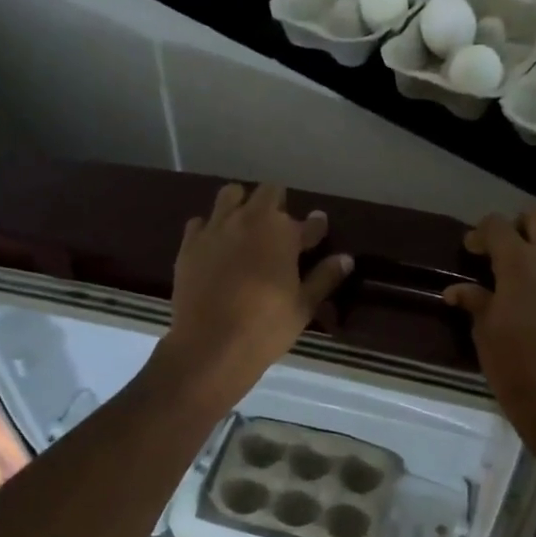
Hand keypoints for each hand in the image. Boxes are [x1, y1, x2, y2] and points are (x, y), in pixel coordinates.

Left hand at [156, 183, 352, 410]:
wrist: (211, 344)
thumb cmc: (266, 326)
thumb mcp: (304, 306)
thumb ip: (324, 278)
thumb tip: (346, 259)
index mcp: (283, 233)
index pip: (309, 223)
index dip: (316, 227)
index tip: (318, 231)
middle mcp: (249, 220)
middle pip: (269, 192)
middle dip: (278, 204)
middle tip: (281, 229)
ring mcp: (216, 229)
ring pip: (230, 195)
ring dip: (242, 205)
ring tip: (246, 228)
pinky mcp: (189, 244)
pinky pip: (201, 222)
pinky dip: (211, 228)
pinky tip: (216, 246)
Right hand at [444, 211, 535, 442]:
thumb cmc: (512, 363)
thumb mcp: (484, 330)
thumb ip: (474, 301)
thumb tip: (456, 291)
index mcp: (519, 263)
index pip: (497, 226)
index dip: (480, 234)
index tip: (471, 251)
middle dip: (517, 226)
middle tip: (502, 248)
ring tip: (530, 258)